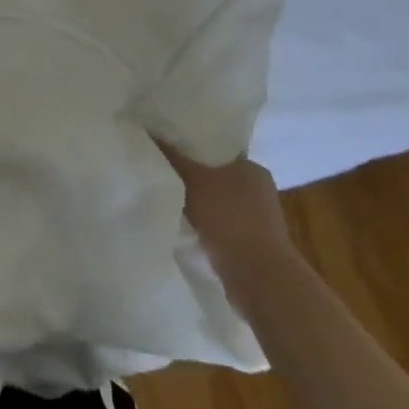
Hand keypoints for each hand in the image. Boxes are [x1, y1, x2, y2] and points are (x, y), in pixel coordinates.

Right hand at [155, 142, 295, 292]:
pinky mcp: (250, 244)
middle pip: (216, 175)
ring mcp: (257, 220)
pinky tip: (182, 224)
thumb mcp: (193, 179)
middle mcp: (258, 190)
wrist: (258, 277)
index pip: (218, 148)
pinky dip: (204, 225)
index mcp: (252, 168)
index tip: (168, 147)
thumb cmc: (229, 217)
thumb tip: (149, 132)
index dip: (192, 147)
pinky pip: (219, 225)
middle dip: (192, 176)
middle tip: (162, 170)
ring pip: (216, 202)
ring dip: (197, 203)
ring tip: (167, 197)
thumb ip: (172, 156)